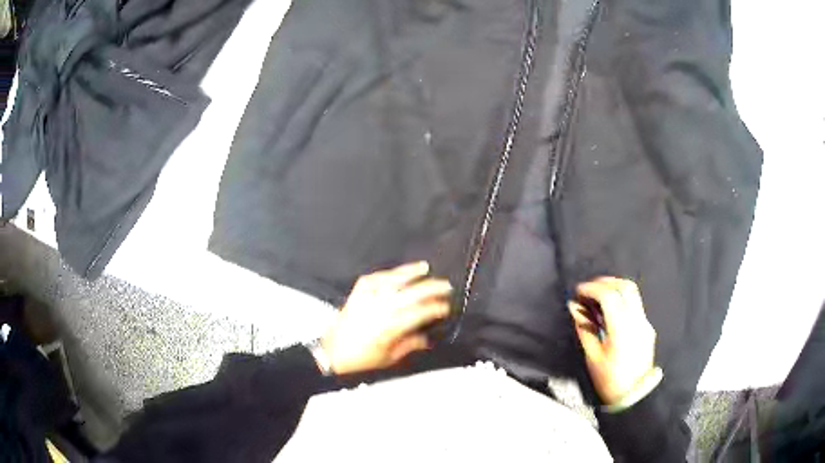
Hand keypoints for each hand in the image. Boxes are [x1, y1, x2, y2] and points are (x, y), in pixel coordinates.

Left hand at [320, 262, 451, 374]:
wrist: (332, 354)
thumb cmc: (361, 359)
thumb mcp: (388, 359)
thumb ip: (409, 346)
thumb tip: (426, 340)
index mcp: (390, 328)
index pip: (419, 314)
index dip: (435, 309)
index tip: (446, 307)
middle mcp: (381, 311)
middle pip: (411, 294)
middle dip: (431, 288)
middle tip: (445, 286)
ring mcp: (368, 300)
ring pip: (392, 281)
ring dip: (410, 273)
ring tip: (425, 267)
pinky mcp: (357, 295)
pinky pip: (372, 279)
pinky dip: (385, 274)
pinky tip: (395, 272)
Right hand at [568, 277, 656, 405]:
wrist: (634, 395)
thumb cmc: (610, 380)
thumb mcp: (593, 357)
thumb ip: (585, 329)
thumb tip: (575, 309)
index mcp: (622, 328)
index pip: (609, 295)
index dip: (592, 288)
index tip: (579, 291)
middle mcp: (637, 320)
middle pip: (625, 286)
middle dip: (605, 282)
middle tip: (589, 289)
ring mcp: (644, 323)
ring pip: (633, 293)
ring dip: (614, 288)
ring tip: (598, 297)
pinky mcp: (646, 328)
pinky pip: (635, 305)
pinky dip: (621, 300)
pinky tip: (610, 312)